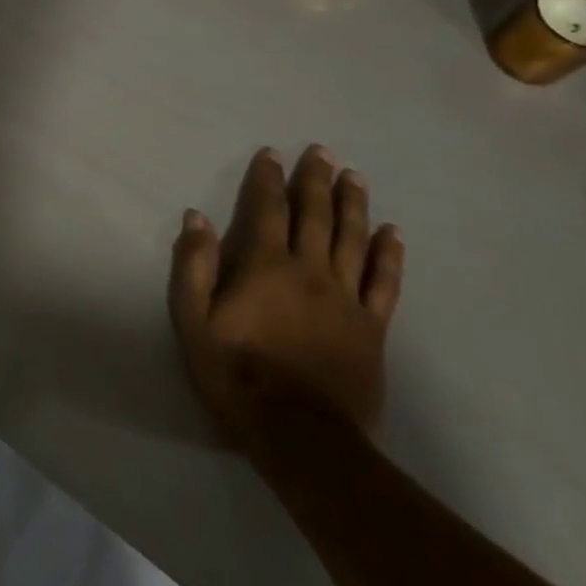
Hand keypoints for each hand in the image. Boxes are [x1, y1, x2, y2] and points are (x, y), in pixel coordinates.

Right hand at [167, 145, 403, 448]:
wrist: (299, 435)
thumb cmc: (237, 373)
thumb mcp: (194, 321)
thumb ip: (194, 266)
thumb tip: (196, 216)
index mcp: (265, 265)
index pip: (267, 208)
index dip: (268, 178)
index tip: (271, 153)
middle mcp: (309, 270)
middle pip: (315, 214)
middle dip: (316, 179)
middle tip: (322, 151)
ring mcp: (345, 297)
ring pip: (352, 238)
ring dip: (353, 203)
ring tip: (354, 176)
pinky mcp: (371, 327)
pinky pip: (384, 281)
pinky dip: (388, 254)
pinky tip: (392, 232)